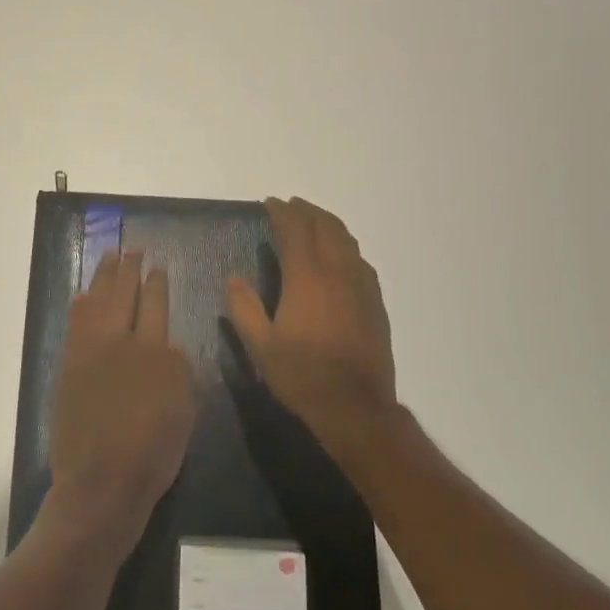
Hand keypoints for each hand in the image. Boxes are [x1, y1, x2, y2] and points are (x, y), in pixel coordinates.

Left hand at [46, 250, 194, 554]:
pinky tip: (83, 293)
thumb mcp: (185, 412)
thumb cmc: (153, 454)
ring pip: (96, 300)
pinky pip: (75, 322)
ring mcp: (91, 351)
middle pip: (124, 293)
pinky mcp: (70, 364)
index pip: (157, 304)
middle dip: (129, 268)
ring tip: (109, 257)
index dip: (157, 283)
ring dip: (103, 276)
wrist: (101, 481)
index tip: (157, 266)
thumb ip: (179, 371)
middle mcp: (122, 342)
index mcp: (157, 353)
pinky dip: (81, 303)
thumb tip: (169, 346)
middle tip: (132, 249)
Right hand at [226, 198, 398, 462]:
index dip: (282, 212)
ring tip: (313, 222)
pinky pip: (360, 261)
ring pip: (347, 240)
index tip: (270, 203)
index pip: (295, 230)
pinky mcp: (376, 302)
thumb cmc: (302, 375)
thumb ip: (244, 308)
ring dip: (328, 224)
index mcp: (307, 277)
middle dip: (307, 211)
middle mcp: (337, 272)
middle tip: (290, 206)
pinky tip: (340, 257)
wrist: (355, 406)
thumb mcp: (261, 346)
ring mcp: (361, 286)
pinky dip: (346, 247)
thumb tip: (233, 279)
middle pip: (325, 226)